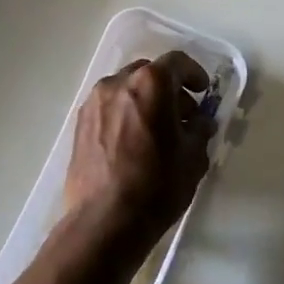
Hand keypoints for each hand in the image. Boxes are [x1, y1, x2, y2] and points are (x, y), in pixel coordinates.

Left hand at [62, 51, 214, 246]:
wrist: (105, 220)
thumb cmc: (157, 186)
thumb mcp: (193, 157)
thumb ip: (199, 130)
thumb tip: (199, 121)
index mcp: (150, 83)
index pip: (177, 62)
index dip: (194, 74)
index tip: (203, 92)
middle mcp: (118, 83)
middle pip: (149, 72)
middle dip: (168, 88)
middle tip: (182, 114)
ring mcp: (94, 102)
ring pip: (126, 89)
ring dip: (144, 100)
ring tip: (156, 131)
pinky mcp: (80, 123)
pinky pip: (109, 107)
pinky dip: (124, 113)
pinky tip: (133, 142)